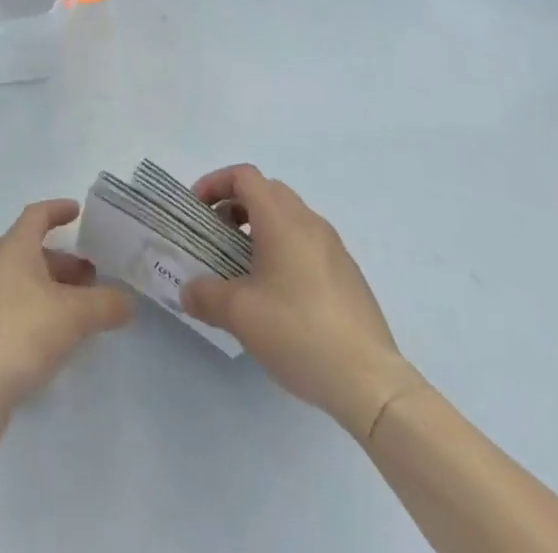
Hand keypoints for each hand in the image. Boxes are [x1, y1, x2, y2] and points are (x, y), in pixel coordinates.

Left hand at [0, 199, 133, 415]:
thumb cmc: (21, 333)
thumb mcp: (73, 316)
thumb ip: (105, 304)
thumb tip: (128, 301)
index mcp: (13, 249)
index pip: (36, 216)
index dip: (58, 210)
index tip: (79, 212)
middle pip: (33, 252)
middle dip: (65, 261)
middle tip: (95, 275)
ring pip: (27, 283)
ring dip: (55, 289)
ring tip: (85, 310)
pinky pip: (18, 309)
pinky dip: (42, 312)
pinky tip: (60, 338)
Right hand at [180, 165, 425, 440]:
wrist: (370, 380)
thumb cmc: (298, 332)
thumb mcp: (240, 315)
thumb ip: (206, 296)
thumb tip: (188, 291)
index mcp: (282, 219)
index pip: (244, 176)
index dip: (216, 183)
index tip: (198, 209)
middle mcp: (309, 222)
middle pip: (267, 191)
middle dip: (236, 204)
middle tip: (217, 235)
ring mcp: (333, 247)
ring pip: (289, 216)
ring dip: (260, 227)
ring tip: (243, 266)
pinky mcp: (348, 273)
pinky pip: (307, 242)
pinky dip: (284, 248)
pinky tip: (278, 293)